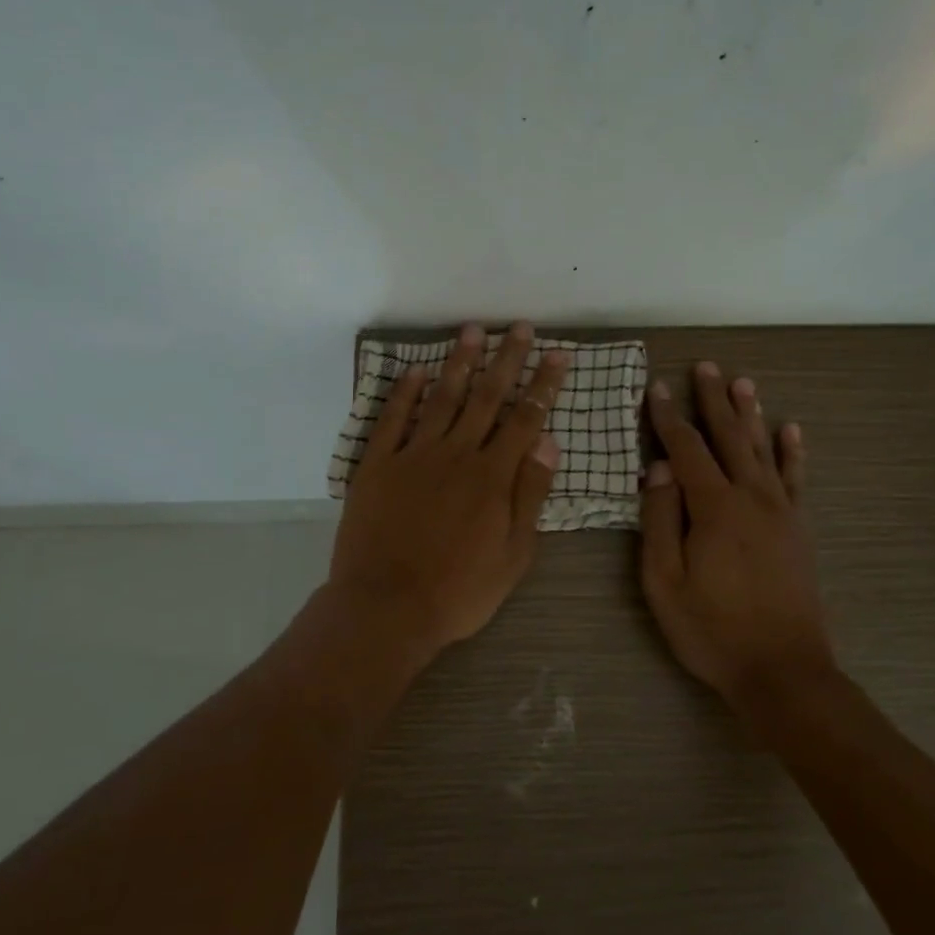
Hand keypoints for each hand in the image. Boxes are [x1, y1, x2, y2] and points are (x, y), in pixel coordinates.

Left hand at [329, 322, 567, 663]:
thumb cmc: (459, 591)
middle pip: (487, 397)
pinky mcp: (377, 465)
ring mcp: (413, 456)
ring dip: (460, 363)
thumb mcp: (513, 554)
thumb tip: (548, 442)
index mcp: (492, 476)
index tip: (557, 354)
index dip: (543, 385)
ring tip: (473, 330)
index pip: (525, 419)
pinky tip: (416, 370)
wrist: (386, 607)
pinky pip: (392, 420)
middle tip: (521, 327)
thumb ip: (530, 495)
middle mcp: (456, 454)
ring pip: (442, 399)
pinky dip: (404, 392)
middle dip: (507, 360)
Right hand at [640, 362, 834, 705]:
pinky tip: (791, 430)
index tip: (656, 387)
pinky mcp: (799, 530)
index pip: (686, 449)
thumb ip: (659, 519)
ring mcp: (781, 512)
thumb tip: (657, 468)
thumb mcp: (664, 580)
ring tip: (743, 382)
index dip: (668, 417)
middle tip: (706, 366)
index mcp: (714, 507)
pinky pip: (795, 479)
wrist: (783, 671)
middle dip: (713, 400)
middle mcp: (751, 497)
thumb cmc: (711, 629)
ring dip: (751, 414)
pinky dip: (792, 451)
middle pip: (729, 437)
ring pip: (763, 449)